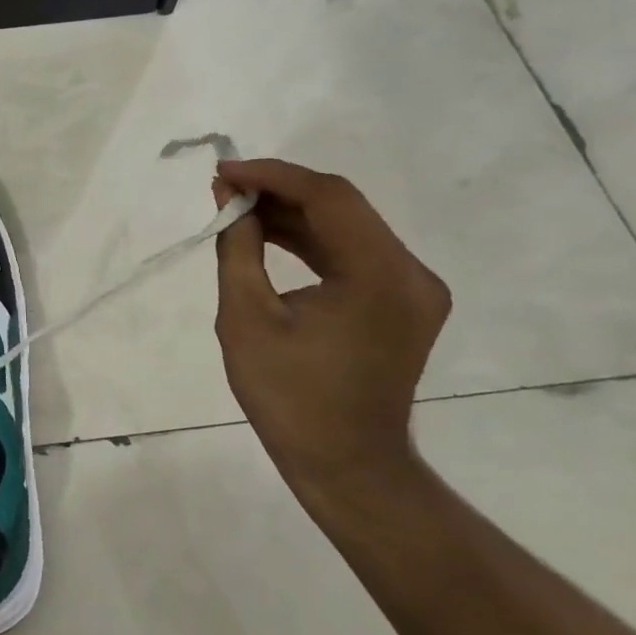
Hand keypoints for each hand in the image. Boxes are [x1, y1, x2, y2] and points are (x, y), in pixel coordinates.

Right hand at [212, 158, 449, 503]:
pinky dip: (309, 240)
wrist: (345, 463)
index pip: (328, 197)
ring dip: (292, 213)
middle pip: (342, 206)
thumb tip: (228, 197)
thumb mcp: (246, 317)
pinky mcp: (402, 301)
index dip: (272, 176)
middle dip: (279, 190)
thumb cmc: (289, 396)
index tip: (222, 172)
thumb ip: (238, 248)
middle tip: (224, 187)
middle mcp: (411, 273)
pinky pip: (352, 253)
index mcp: (381, 276)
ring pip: (347, 226)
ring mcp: (413, 288)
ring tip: (236, 207)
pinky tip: (267, 235)